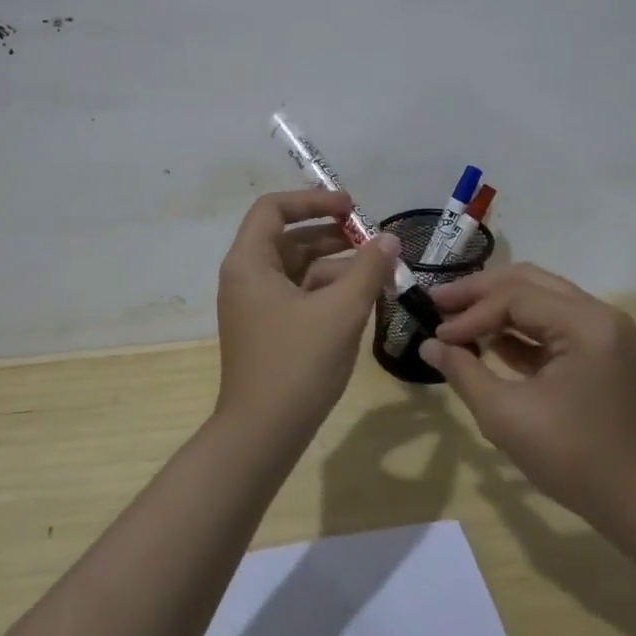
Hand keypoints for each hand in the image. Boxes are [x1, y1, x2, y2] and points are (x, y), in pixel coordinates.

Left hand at [215, 190, 399, 437]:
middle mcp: (246, 278)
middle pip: (289, 238)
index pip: (274, 208)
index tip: (350, 208)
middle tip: (372, 243)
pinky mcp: (268, 330)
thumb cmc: (297, 364)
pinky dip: (327, 292)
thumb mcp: (341, 311)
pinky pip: (299, 295)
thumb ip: (368, 269)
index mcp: (249, 263)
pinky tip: (361, 302)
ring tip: (377, 275)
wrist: (262, 435)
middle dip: (332, 237)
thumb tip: (388, 238)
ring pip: (298, 269)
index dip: (313, 200)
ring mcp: (256, 306)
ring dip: (336, 267)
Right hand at [419, 264, 635, 535]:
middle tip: (437, 302)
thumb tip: (428, 344)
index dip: (470, 313)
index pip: (514, 297)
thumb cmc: (573, 459)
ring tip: (454, 318)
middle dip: (479, 293)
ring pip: (538, 298)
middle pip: (527, 282)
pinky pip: (550, 323)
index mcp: (585, 323)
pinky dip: (516, 328)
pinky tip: (484, 340)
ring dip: (496, 307)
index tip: (436, 333)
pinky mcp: (599, 350)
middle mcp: (598, 314)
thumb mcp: (506, 415)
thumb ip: (463, 371)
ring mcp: (602, 331)